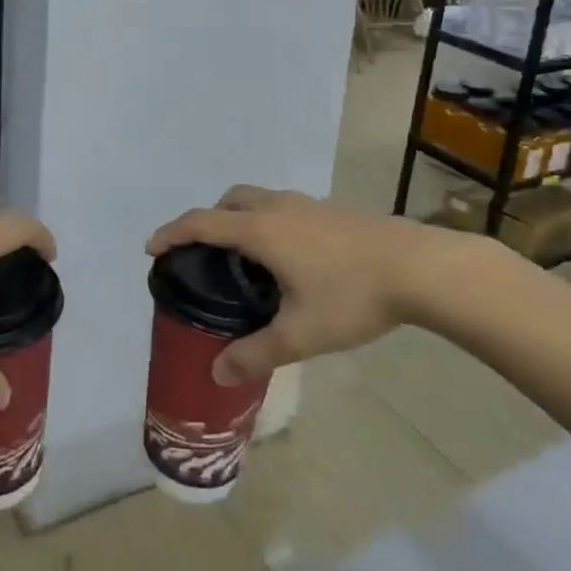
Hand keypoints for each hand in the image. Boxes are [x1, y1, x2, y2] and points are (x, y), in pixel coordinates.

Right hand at [146, 186, 504, 384]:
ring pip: (258, 199)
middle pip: (228, 201)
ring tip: (245, 259)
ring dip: (239, 218)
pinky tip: (289, 259)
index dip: (171, 232)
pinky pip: (282, 207)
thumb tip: (218, 371)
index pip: (202, 223)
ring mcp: (307, 204)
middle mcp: (277, 207)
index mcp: (261, 230)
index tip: (152, 249)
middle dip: (207, 221)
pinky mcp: (331, 209)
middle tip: (203, 255)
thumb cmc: (352, 296)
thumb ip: (256, 353)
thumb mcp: (300, 334)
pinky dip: (267, 222)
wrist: (418, 267)